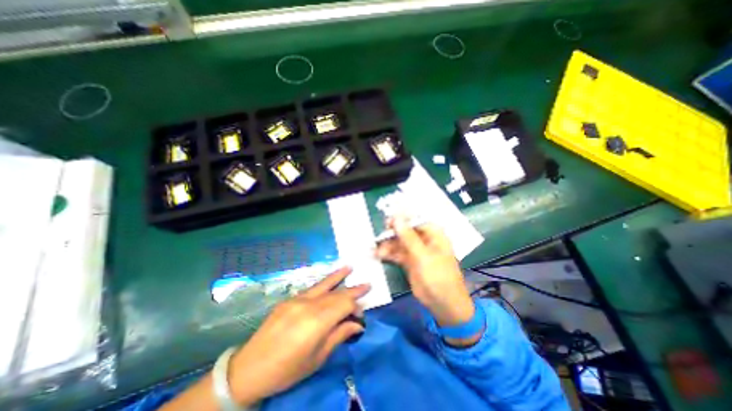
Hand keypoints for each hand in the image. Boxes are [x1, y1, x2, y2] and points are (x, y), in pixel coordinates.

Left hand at [228, 269, 369, 405]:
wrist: (249, 369)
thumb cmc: (287, 369)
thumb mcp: (317, 358)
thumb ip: (339, 335)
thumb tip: (358, 324)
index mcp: (317, 322)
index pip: (344, 305)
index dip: (356, 306)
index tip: (362, 312)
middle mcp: (308, 305)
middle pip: (336, 294)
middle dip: (352, 290)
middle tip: (366, 284)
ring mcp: (297, 299)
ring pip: (324, 285)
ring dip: (339, 277)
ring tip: (350, 267)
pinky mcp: (290, 299)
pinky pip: (312, 289)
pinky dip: (324, 283)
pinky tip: (331, 279)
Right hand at [377, 218, 475, 329]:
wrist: (443, 304)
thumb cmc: (439, 277)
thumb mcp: (423, 256)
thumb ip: (408, 237)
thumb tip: (396, 217)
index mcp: (432, 233)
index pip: (414, 219)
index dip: (400, 218)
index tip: (387, 221)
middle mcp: (423, 239)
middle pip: (404, 230)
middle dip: (390, 233)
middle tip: (378, 237)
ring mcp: (415, 250)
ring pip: (398, 242)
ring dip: (386, 245)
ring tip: (375, 250)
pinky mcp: (408, 261)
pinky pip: (396, 253)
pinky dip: (387, 254)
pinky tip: (377, 255)